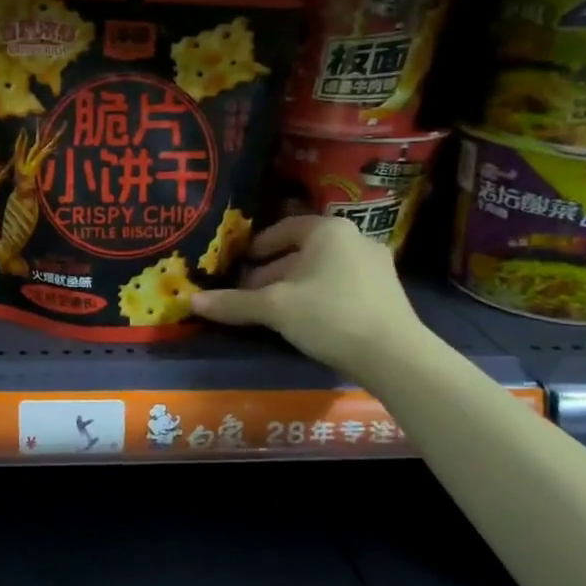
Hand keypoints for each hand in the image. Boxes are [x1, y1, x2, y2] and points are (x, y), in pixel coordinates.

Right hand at [192, 216, 432, 385]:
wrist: (395, 356)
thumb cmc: (329, 315)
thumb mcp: (274, 308)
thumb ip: (234, 303)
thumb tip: (191, 301)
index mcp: (328, 230)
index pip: (283, 228)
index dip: (257, 247)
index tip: (238, 264)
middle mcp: (355, 239)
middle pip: (301, 252)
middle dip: (272, 272)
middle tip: (248, 294)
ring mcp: (375, 266)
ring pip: (321, 270)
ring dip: (294, 287)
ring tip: (272, 311)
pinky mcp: (386, 293)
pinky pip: (341, 286)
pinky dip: (318, 297)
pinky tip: (306, 321)